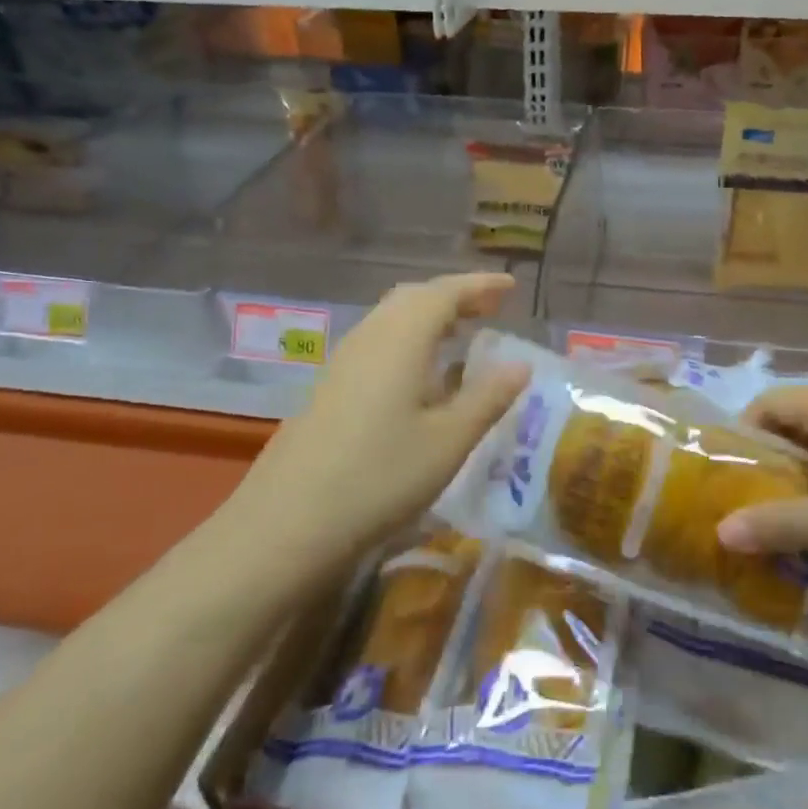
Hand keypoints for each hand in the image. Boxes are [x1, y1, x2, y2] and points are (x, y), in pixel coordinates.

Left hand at [235, 273, 529, 564]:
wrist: (286, 523)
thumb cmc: (379, 476)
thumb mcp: (448, 441)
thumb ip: (487, 398)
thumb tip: (520, 364)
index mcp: (401, 338)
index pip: (445, 292)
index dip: (480, 285)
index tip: (512, 285)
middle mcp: (370, 336)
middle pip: (414, 297)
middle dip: (455, 296)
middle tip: (491, 309)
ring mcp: (344, 361)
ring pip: (392, 319)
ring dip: (430, 317)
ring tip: (462, 336)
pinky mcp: (330, 387)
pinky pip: (378, 342)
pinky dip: (410, 340)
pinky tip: (421, 375)